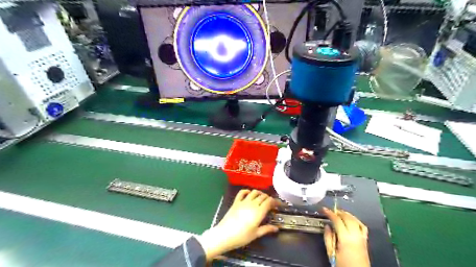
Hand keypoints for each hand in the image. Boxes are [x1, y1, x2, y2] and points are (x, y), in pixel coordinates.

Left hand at [197, 190, 279, 260]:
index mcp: (259, 212)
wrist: (224, 235)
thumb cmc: (241, 237)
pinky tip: (249, 194)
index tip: (278, 205)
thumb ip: (267, 229)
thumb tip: (276, 228)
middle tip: (270, 203)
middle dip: (268, 198)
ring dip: (259, 193)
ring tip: (261, 198)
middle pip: (263, 196)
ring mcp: (243, 201)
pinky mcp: (236, 201)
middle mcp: (252, 204)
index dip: (275, 201)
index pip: (269, 201)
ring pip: (254, 192)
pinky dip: (247, 191)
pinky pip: (242, 192)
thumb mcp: (256, 234)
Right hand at [321, 208, 368, 266]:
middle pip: (347, 218)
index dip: (330, 213)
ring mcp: (362, 238)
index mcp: (345, 239)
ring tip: (340, 213)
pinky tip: (351, 220)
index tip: (324, 209)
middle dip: (339, 212)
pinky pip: (362, 226)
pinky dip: (356, 220)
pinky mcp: (365, 241)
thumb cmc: (343, 265)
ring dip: (347, 214)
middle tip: (331, 210)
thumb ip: (328, 238)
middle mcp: (355, 236)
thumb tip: (327, 226)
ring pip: (355, 220)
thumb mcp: (331, 253)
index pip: (337, 220)